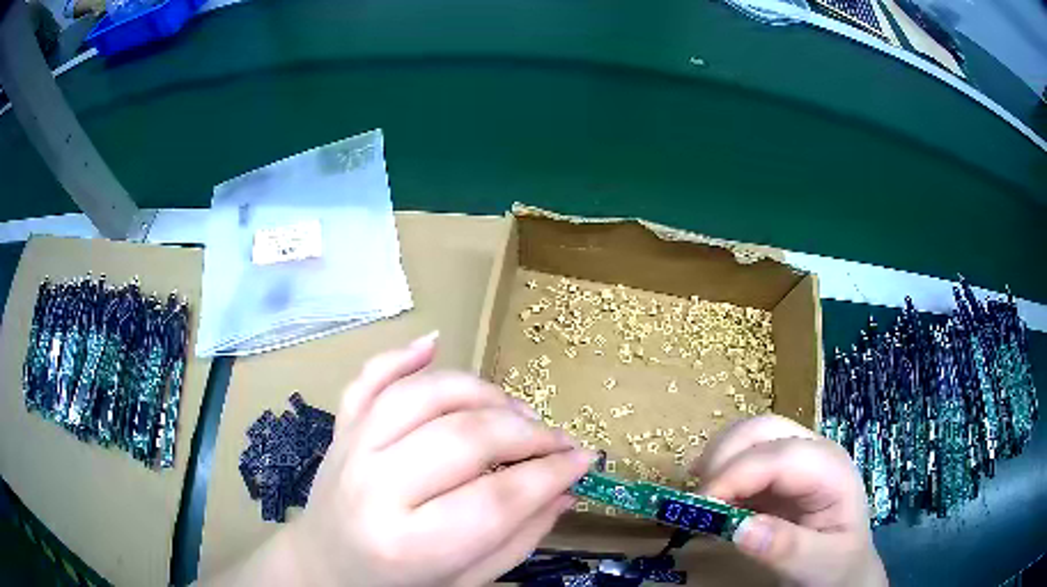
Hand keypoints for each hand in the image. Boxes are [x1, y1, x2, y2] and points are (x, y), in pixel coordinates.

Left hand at [263, 333, 593, 586]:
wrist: (324, 569)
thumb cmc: (398, 586)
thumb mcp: (466, 581)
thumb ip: (519, 538)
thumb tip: (567, 489)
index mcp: (409, 544)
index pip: (497, 499)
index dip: (551, 474)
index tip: (585, 459)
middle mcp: (375, 489)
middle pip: (464, 439)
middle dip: (527, 433)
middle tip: (557, 440)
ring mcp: (351, 450)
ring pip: (422, 396)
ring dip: (481, 394)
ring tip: (515, 411)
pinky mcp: (340, 430)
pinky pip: (369, 380)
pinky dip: (402, 356)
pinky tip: (434, 342)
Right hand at [691, 415, 886, 586]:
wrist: (846, 568)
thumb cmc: (838, 566)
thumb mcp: (818, 564)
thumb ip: (785, 548)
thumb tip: (739, 528)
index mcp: (831, 470)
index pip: (778, 457)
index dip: (735, 475)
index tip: (700, 509)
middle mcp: (814, 452)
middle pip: (763, 429)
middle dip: (723, 457)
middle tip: (697, 501)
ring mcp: (797, 457)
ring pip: (750, 434)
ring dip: (718, 459)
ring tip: (702, 498)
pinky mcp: (780, 471)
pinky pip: (744, 454)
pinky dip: (721, 469)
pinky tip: (714, 496)